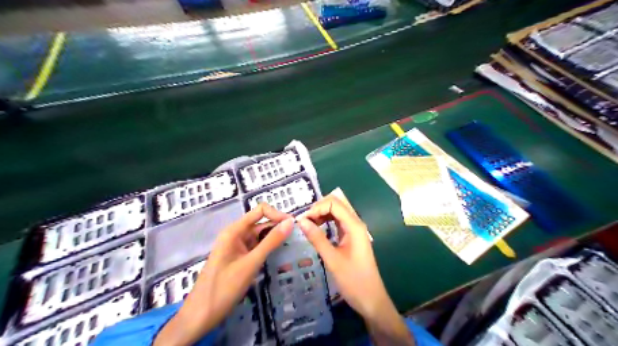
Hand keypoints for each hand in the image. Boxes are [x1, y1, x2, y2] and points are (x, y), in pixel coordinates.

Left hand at [152, 205, 292, 344]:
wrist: (200, 315)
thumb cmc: (224, 288)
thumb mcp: (251, 263)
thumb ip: (271, 242)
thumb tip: (290, 222)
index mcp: (234, 230)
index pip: (260, 211)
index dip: (277, 215)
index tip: (293, 226)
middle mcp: (236, 234)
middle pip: (261, 223)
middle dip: (278, 227)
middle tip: (297, 238)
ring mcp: (237, 246)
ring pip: (260, 236)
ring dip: (275, 239)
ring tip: (292, 247)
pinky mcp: (239, 258)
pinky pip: (257, 247)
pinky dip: (268, 249)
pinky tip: (280, 255)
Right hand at [300, 196, 414, 343]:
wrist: (371, 300)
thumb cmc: (354, 281)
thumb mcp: (332, 260)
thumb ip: (317, 238)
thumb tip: (301, 221)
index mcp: (354, 226)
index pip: (334, 204)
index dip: (317, 207)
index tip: (302, 220)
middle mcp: (355, 224)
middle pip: (336, 205)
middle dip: (318, 209)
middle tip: (303, 222)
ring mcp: (354, 230)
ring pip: (336, 213)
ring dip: (321, 215)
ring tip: (307, 226)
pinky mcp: (351, 238)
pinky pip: (337, 223)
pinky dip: (326, 222)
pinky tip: (316, 230)